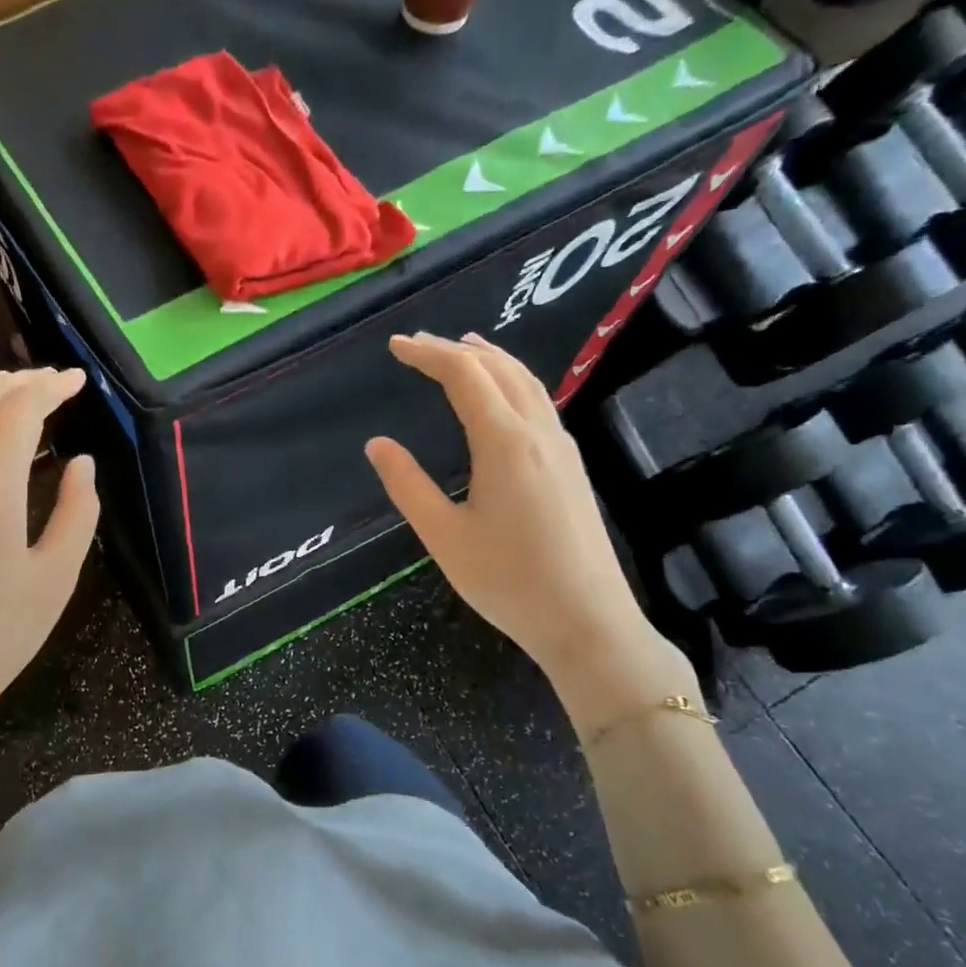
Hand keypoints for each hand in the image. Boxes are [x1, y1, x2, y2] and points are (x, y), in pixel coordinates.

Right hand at [365, 333, 691, 730]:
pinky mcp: (572, 466)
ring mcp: (562, 448)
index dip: (428, 353)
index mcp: (505, 442)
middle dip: (456, 349)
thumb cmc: (508, 582)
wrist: (587, 621)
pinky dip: (511, 381)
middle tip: (418, 345)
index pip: (464, 375)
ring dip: (490, 359)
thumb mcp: (444, 536)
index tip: (395, 346)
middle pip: (499, 368)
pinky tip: (501, 397)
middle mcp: (539, 432)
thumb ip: (408, 485)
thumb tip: (378, 444)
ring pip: (526, 382)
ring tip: (462, 349)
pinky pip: (539, 402)